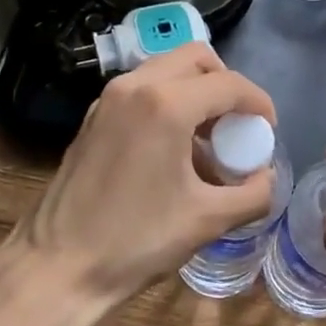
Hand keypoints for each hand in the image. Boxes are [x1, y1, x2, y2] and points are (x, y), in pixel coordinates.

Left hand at [10, 44, 275, 311]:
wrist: (57, 267)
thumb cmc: (136, 241)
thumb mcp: (207, 220)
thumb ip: (253, 194)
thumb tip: (267, 178)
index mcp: (166, 104)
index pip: (229, 84)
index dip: (258, 103)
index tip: (268, 130)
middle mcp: (136, 85)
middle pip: (196, 58)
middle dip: (226, 84)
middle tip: (237, 124)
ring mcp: (109, 98)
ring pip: (166, 68)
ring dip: (195, 90)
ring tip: (208, 137)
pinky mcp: (94, 115)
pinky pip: (143, 88)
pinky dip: (168, 101)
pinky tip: (174, 147)